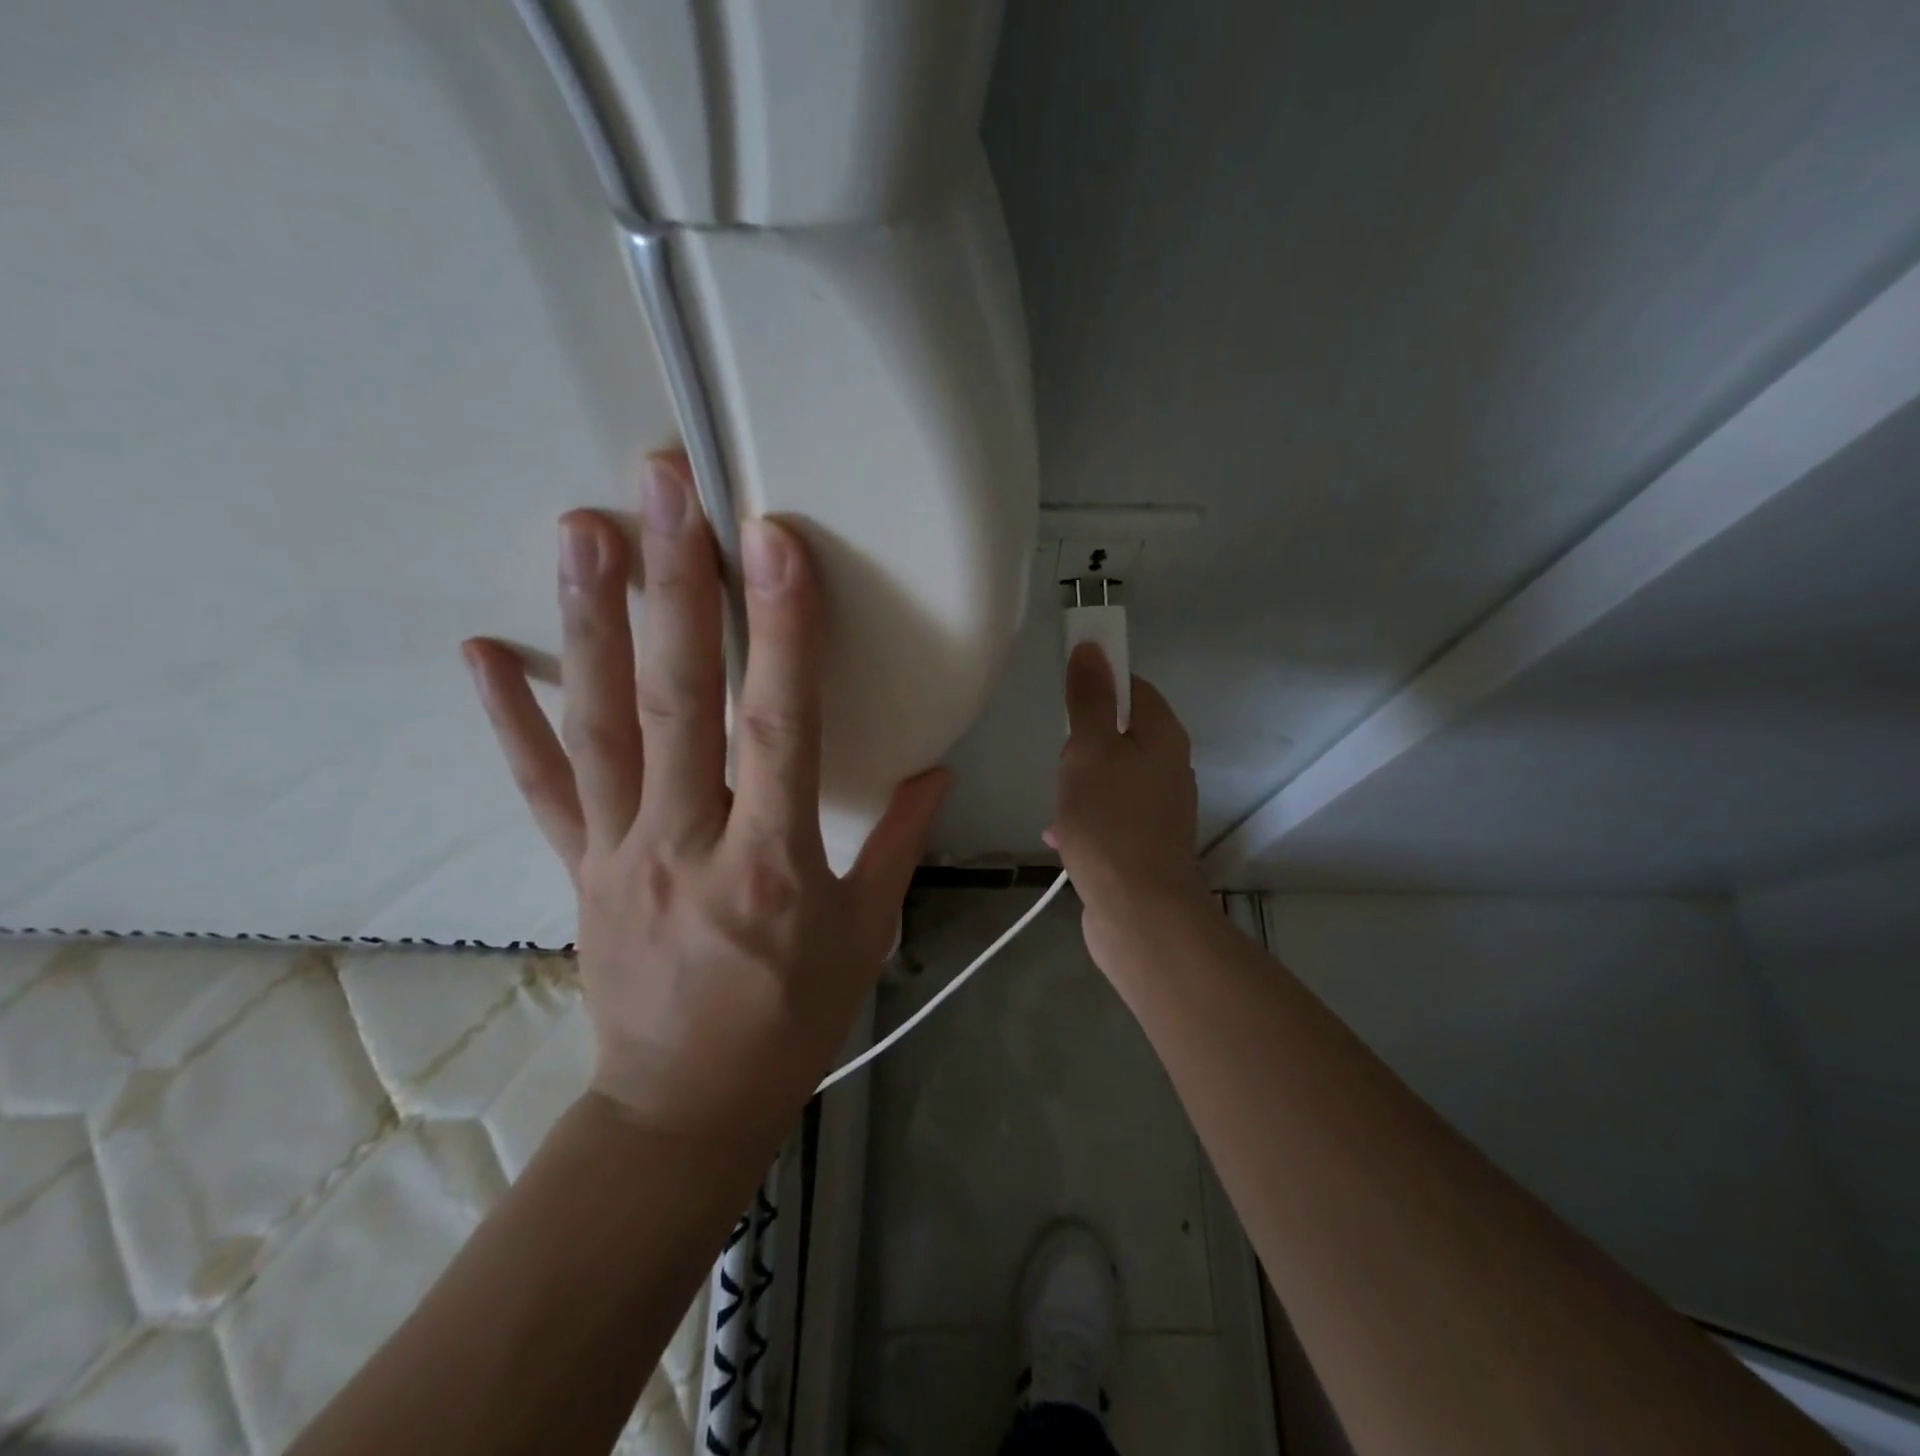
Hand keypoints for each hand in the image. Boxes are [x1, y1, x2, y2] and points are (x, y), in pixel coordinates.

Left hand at [462, 451, 948, 1138]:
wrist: (684, 1106)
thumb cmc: (789, 1020)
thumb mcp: (864, 935)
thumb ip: (898, 843)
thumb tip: (936, 770)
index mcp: (773, 862)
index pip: (780, 726)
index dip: (782, 631)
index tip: (775, 542)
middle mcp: (687, 842)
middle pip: (679, 701)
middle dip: (677, 585)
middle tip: (663, 488)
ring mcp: (619, 851)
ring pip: (601, 725)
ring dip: (592, 621)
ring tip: (582, 529)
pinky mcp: (578, 868)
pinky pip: (541, 786)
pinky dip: (510, 719)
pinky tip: (480, 652)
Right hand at [1048, 644, 1207, 964]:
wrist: (1137, 911)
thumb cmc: (1110, 821)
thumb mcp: (1090, 750)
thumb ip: (1091, 700)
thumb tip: (1093, 647)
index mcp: (1163, 738)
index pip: (1134, 688)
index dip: (1100, 683)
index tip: (1066, 697)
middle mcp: (1170, 769)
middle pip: (1123, 734)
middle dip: (1085, 741)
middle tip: (1061, 758)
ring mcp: (1159, 810)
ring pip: (1113, 778)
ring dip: (1082, 782)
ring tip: (1057, 799)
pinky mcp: (1144, 846)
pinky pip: (1110, 816)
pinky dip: (1086, 818)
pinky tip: (1059, 836)